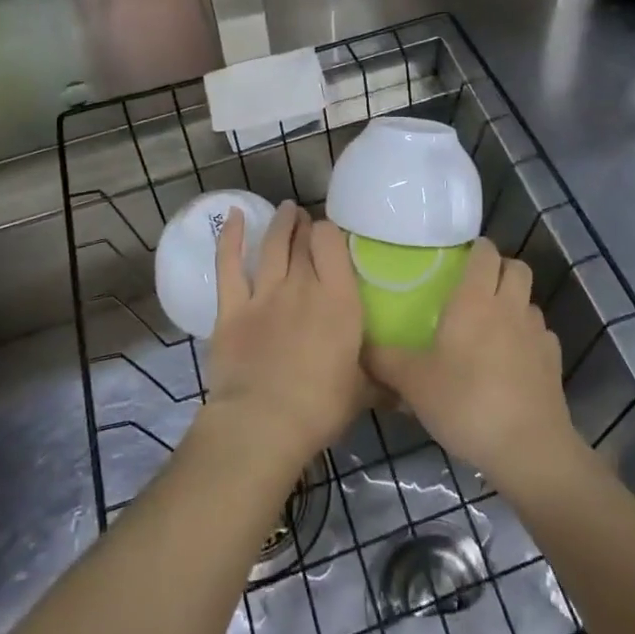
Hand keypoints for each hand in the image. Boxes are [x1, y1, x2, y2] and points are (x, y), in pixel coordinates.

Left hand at [201, 202, 366, 475]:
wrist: (262, 424)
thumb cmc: (320, 408)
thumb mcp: (362, 394)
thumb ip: (381, 383)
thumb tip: (405, 392)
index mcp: (339, 300)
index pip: (332, 244)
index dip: (330, 233)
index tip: (331, 237)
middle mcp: (303, 286)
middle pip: (303, 242)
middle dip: (306, 227)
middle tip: (307, 222)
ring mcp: (265, 294)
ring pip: (272, 245)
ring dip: (280, 224)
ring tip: (286, 209)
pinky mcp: (232, 308)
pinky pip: (229, 264)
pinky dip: (231, 237)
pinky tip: (234, 215)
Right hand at [364, 238, 582, 496]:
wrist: (527, 448)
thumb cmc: (466, 403)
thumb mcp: (413, 384)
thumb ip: (384, 361)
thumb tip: (359, 348)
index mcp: (475, 300)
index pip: (485, 253)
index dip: (477, 249)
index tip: (461, 257)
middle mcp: (509, 306)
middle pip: (517, 268)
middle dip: (501, 268)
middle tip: (477, 287)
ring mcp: (537, 334)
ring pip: (530, 301)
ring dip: (515, 304)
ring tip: (494, 326)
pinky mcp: (553, 362)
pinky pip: (541, 336)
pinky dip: (529, 338)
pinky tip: (513, 361)